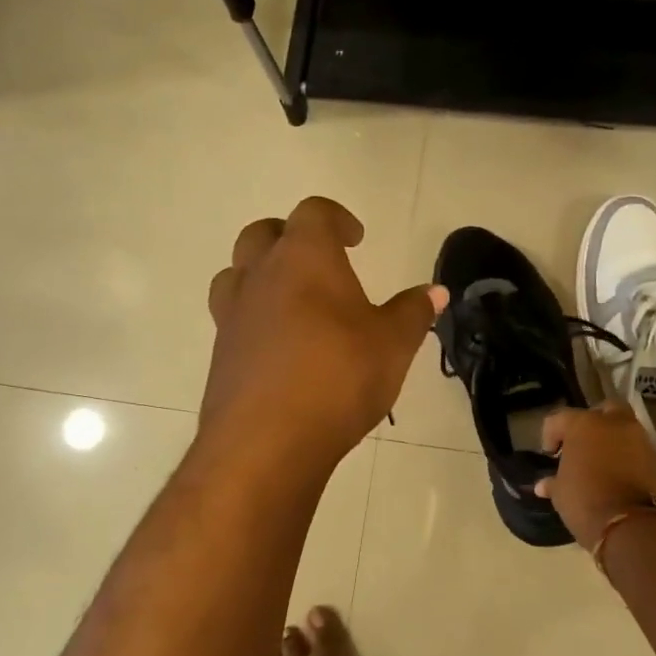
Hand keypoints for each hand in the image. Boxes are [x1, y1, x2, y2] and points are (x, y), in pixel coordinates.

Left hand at [201, 197, 445, 470]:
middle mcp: (260, 276)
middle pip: (263, 234)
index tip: (356, 238)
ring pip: (237, 273)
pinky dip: (255, 319)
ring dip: (262, 275)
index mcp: (304, 258)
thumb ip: (413, 312)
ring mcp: (232, 315)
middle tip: (319, 261)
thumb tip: (435, 291)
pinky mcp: (220, 354)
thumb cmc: (338, 378)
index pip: (314, 213)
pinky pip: (233, 319)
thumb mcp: (393, 345)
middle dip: (291, 238)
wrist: (267, 442)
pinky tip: (281, 349)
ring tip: (292, 300)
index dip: (336, 219)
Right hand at [536, 402, 655, 549]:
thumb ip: (553, 482)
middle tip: (581, 444)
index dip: (550, 434)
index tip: (550, 454)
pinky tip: (616, 474)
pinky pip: (636, 449)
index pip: (559, 418)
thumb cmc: (585, 501)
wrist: (632, 525)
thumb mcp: (560, 493)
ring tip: (600, 462)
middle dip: (591, 423)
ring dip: (611, 440)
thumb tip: (543, 485)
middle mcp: (614, 423)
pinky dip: (627, 456)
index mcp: (583, 424)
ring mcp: (639, 438)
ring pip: (623, 428)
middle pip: (602, 410)